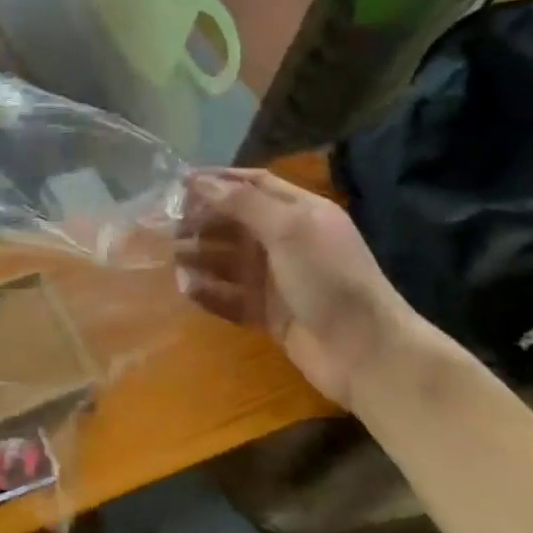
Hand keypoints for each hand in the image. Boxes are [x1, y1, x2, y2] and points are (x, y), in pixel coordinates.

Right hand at [177, 169, 425, 408]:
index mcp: (299, 212)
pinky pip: (230, 296)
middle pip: (235, 222)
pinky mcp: (269, 312)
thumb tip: (197, 180)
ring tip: (172, 260)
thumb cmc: (328, 278)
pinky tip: (187, 289)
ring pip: (228, 259)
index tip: (178, 183)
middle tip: (168, 228)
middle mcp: (287, 240)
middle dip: (202, 221)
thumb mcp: (288, 229)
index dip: (217, 181)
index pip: (253, 184)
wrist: (364, 352)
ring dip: (200, 256)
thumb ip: (242, 202)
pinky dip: (209, 292)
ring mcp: (277, 278)